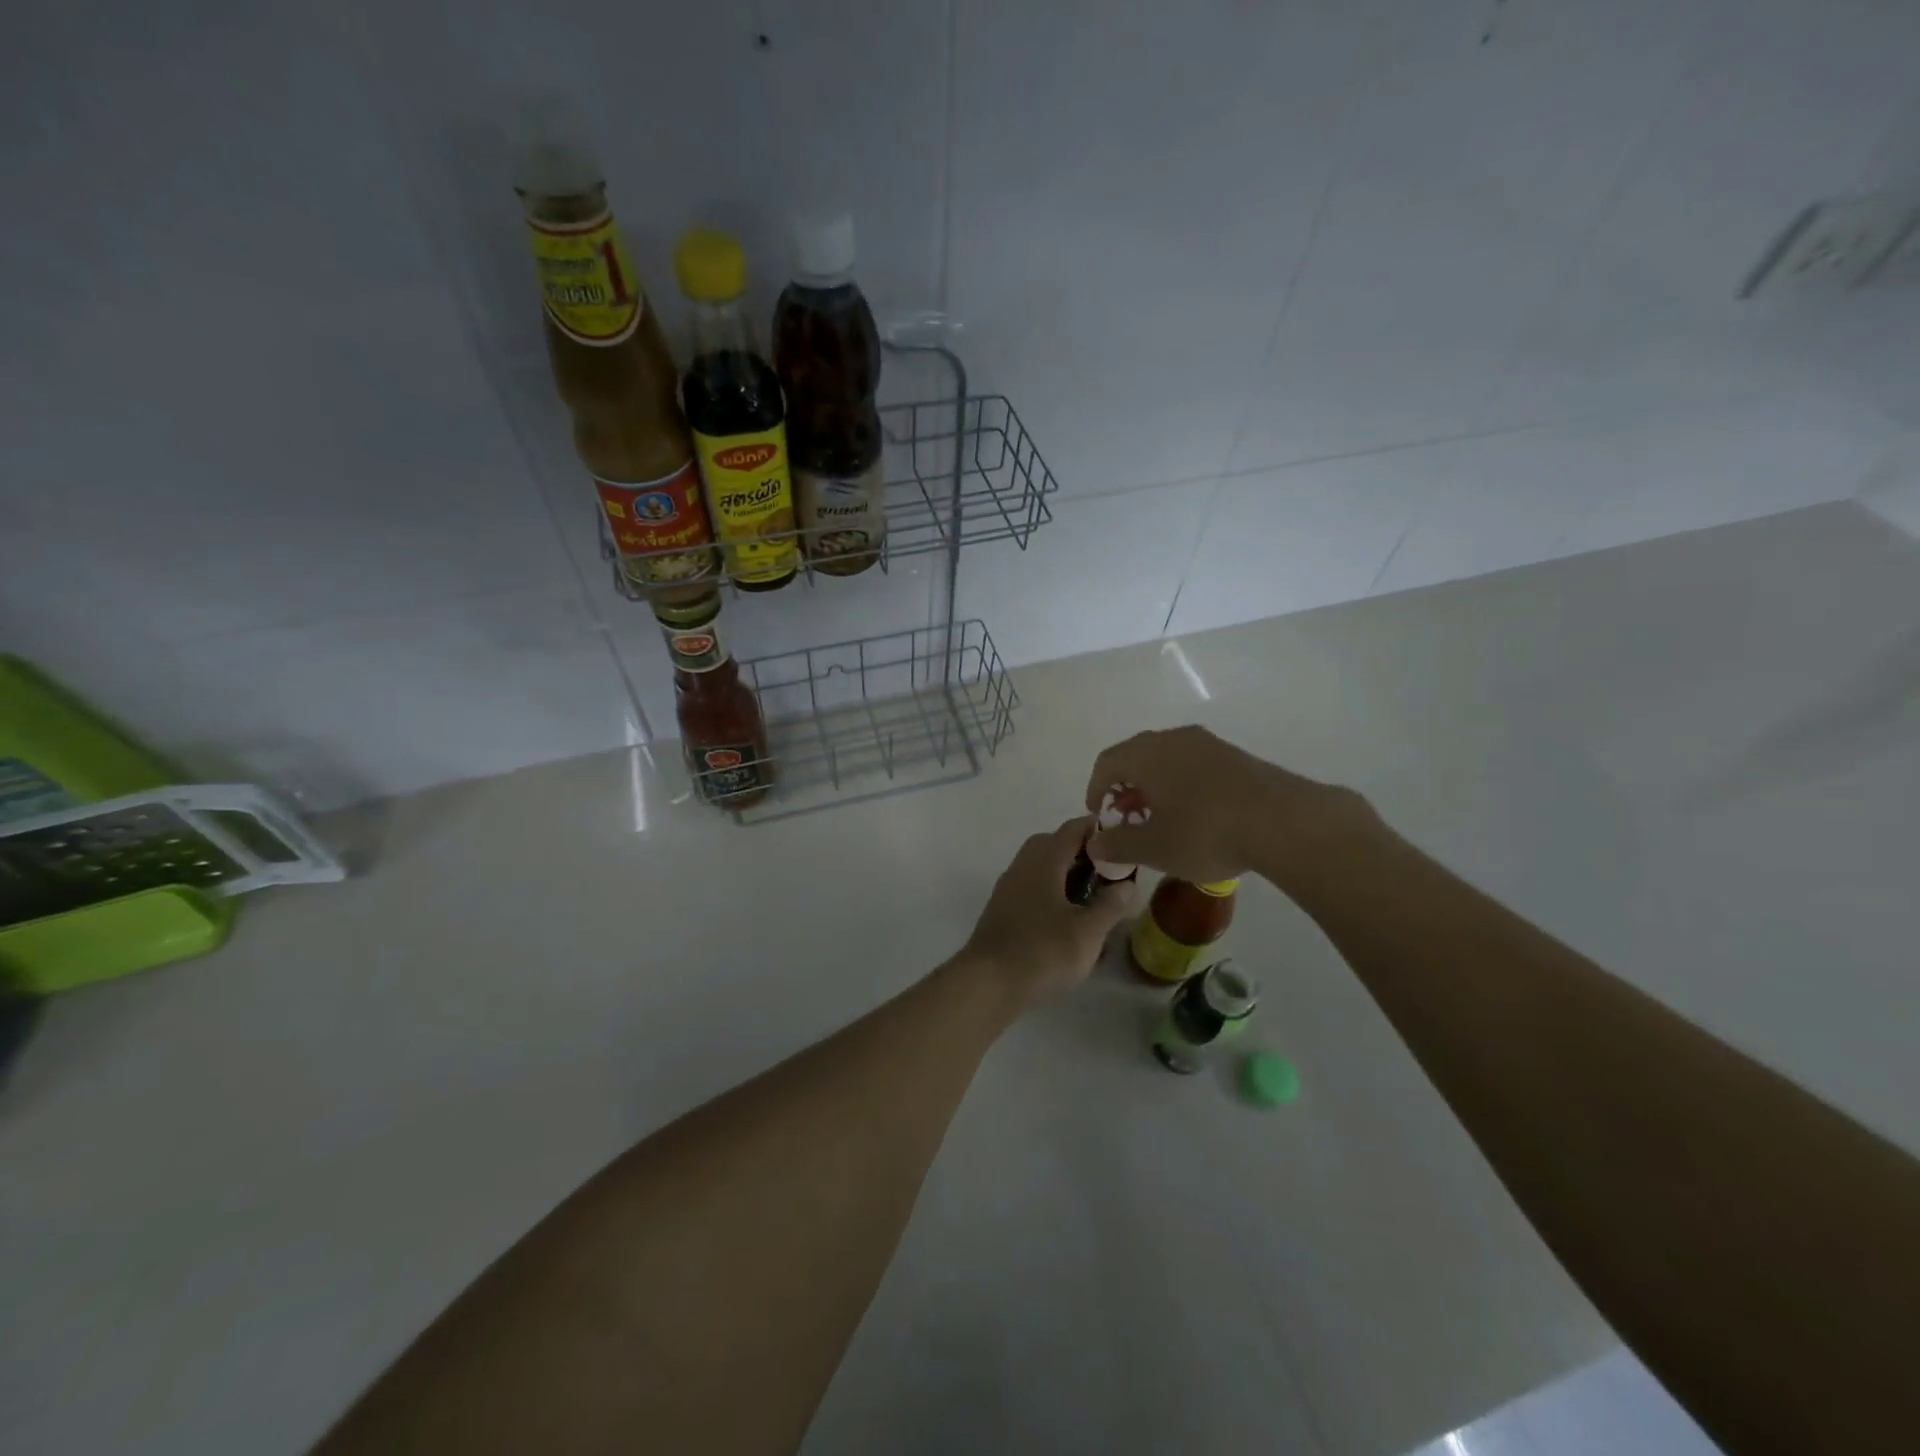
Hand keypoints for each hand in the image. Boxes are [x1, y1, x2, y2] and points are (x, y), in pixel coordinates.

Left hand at [958, 818, 1135, 1003]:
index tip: (1123, 838)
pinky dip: (1051, 889)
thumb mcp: (1088, 932)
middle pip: (1054, 843)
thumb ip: (1111, 905)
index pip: (1073, 828)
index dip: (1098, 828)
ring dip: (1066, 871)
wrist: (988, 982)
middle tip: (1110, 870)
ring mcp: (1008, 886)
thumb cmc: (1043, 951)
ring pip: (1041, 865)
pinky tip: (1066, 914)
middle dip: (1083, 851)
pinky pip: (1031, 884)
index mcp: (1044, 859)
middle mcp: (1023, 864)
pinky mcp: (1002, 908)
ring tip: (1093, 893)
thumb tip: (1126, 884)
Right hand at [1083, 726, 1373, 889]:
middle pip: (1136, 757)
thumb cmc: (1205, 832)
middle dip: (1125, 788)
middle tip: (1127, 818)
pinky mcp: (1235, 756)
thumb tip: (1095, 844)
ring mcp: (1208, 744)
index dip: (1096, 789)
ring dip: (1154, 787)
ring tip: (1160, 819)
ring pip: (1167, 760)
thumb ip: (1118, 845)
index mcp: (1146, 754)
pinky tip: (1194, 815)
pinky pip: (1193, 765)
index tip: (1099, 815)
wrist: (1283, 821)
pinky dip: (1181, 785)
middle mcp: (1173, 739)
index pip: (1107, 762)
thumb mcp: (1153, 848)